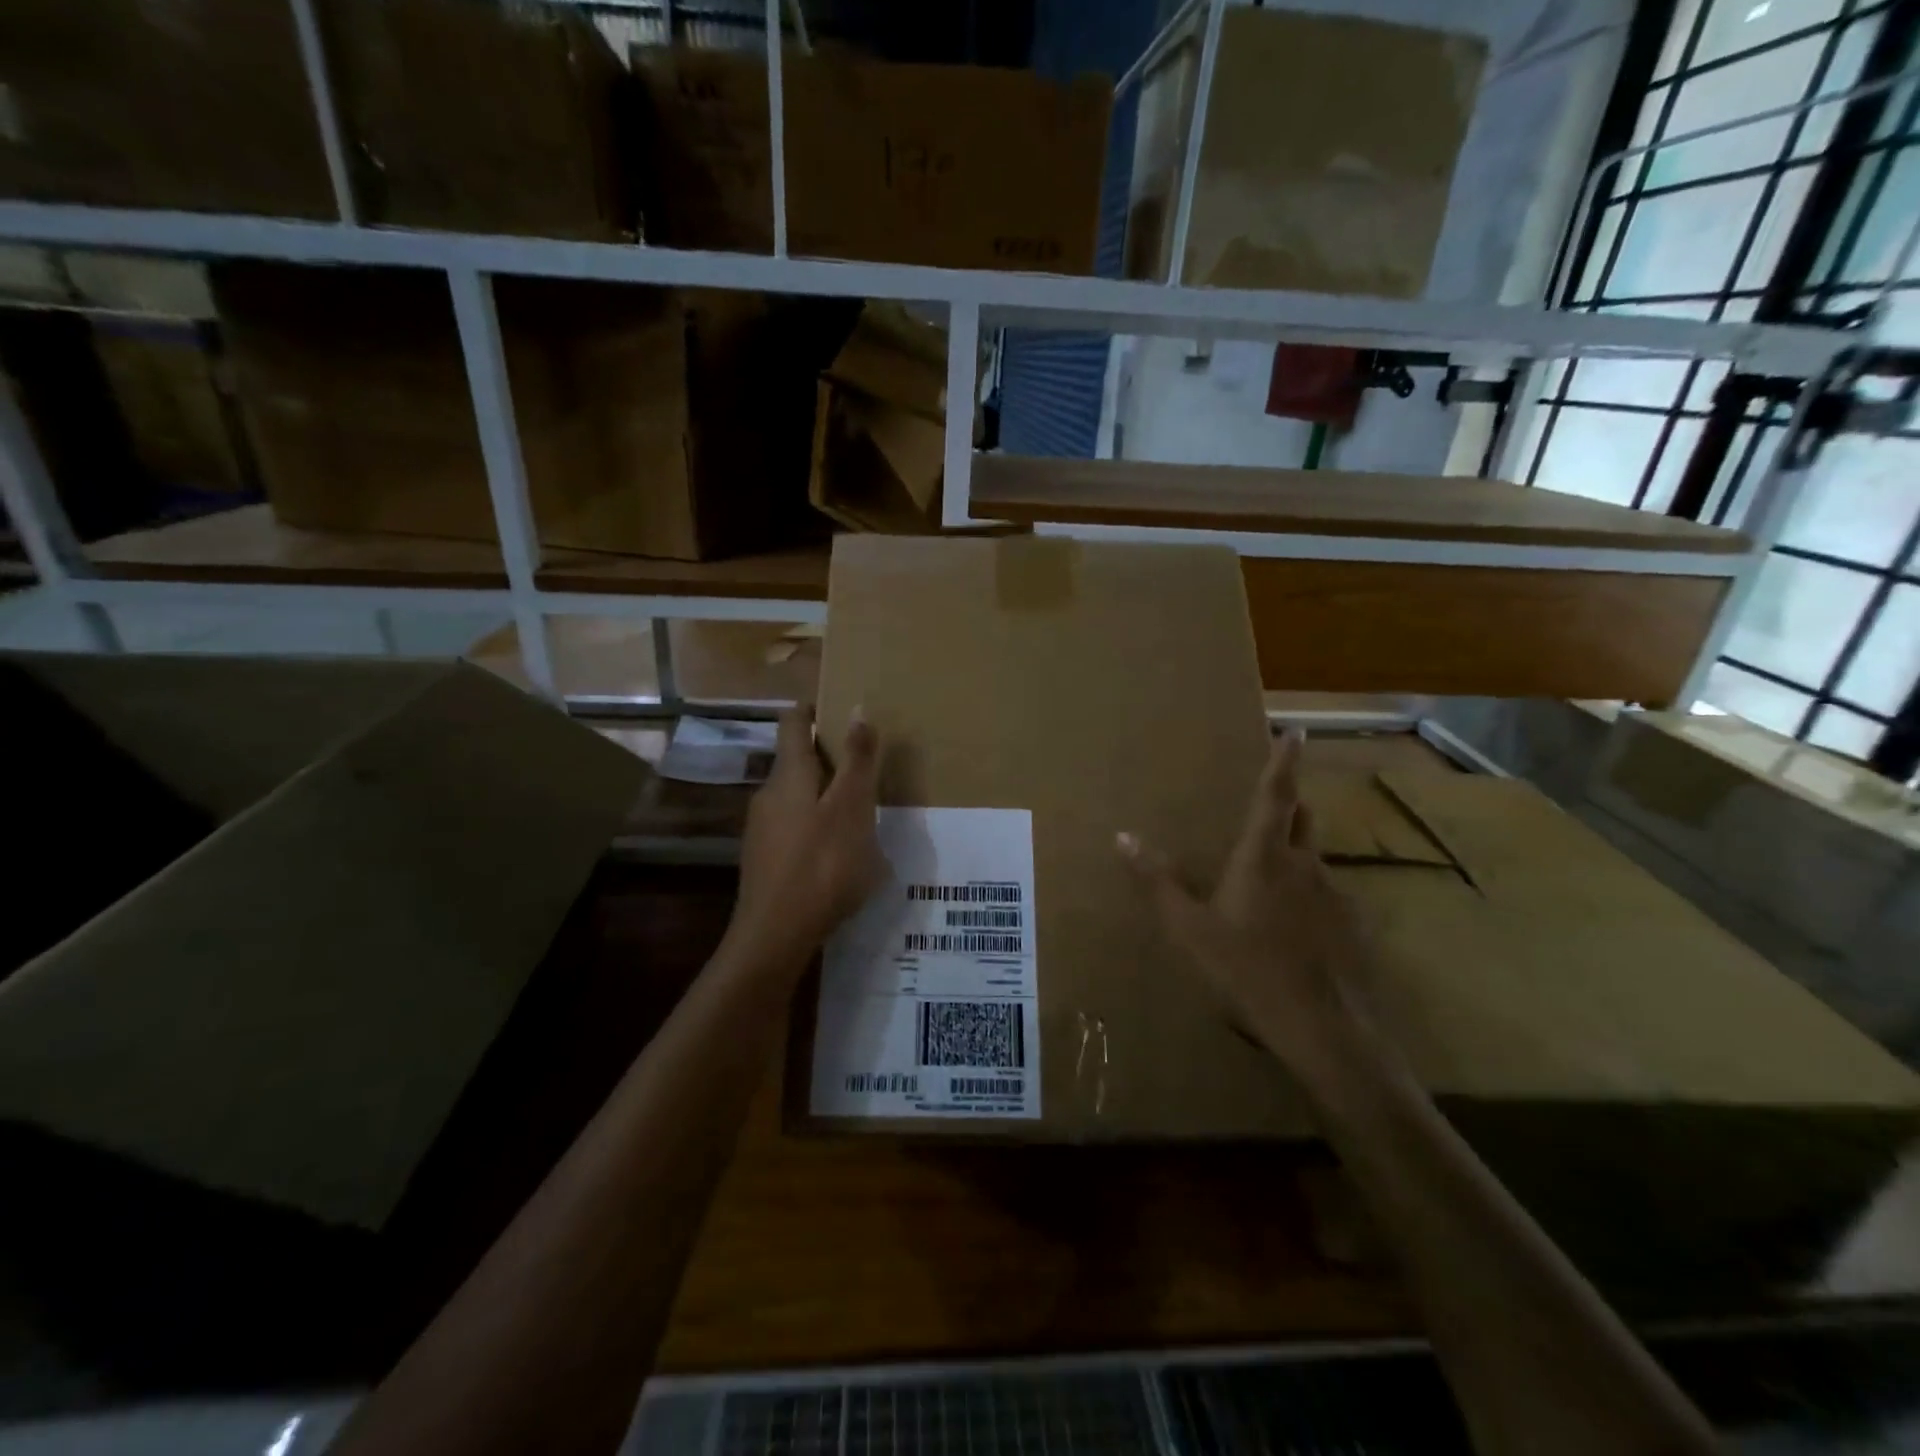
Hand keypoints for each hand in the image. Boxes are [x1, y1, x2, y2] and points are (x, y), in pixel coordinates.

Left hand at [733, 704, 883, 954]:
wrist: (776, 936)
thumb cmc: (822, 865)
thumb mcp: (852, 808)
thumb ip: (857, 760)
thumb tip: (857, 708)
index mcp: (789, 775)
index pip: (793, 721)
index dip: (814, 709)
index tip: (842, 711)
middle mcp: (768, 794)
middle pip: (796, 760)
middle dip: (830, 758)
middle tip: (868, 768)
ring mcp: (762, 829)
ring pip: (797, 796)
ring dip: (826, 795)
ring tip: (862, 813)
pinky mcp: (765, 859)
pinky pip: (794, 827)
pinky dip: (818, 825)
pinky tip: (840, 851)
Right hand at [1116, 729, 1378, 1078]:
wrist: (1325, 1031)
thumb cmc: (1247, 970)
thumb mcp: (1189, 928)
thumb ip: (1156, 881)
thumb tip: (1122, 837)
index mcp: (1264, 856)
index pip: (1275, 795)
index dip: (1283, 760)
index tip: (1295, 730)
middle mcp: (1306, 865)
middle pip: (1302, 819)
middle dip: (1289, 803)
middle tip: (1272, 802)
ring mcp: (1335, 896)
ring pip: (1313, 860)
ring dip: (1295, 855)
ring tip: (1271, 878)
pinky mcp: (1353, 927)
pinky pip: (1326, 897)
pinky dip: (1308, 897)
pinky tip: (1292, 930)